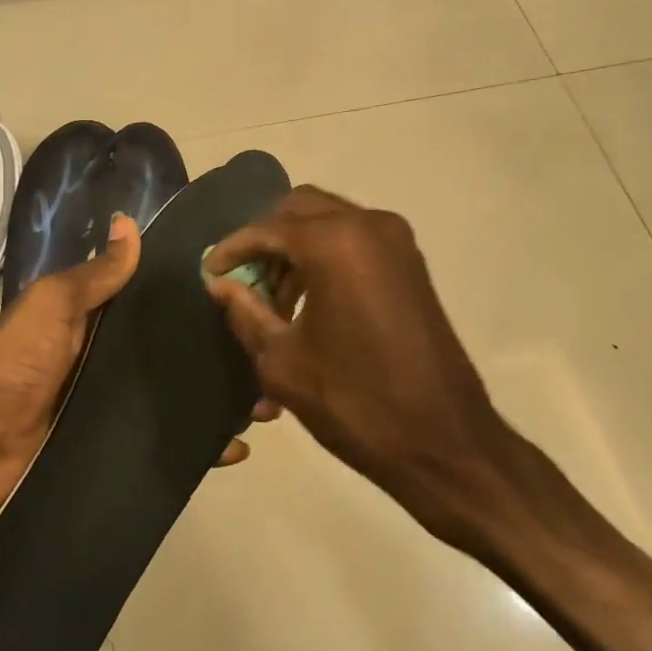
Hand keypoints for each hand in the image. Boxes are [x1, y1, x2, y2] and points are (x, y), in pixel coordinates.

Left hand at [0, 213, 261, 570]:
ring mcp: (117, 407)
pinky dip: (202, 447)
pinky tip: (239, 449)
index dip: (196, 296)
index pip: (155, 301)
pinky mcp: (119, 447)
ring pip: (180, 397)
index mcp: (96, 320)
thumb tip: (129, 223)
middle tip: (272, 352)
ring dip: (222, 400)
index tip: (249, 290)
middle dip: (221, 352)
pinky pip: (168, 443)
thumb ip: (95, 275)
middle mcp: (112, 360)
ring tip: (269, 403)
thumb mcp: (52, 306)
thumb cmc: (16, 365)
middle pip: (176, 351)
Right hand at [204, 187, 514, 543]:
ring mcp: (397, 242)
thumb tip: (220, 285)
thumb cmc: (354, 401)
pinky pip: (353, 242)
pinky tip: (306, 304)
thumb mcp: (281, 361)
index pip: (266, 228)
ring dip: (294, 251)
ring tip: (271, 302)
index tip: (207, 272)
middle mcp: (369, 226)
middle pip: (299, 210)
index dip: (231, 249)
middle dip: (264, 240)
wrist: (443, 440)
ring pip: (328, 223)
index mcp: (335, 243)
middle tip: (241, 281)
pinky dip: (323, 259)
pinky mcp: (410, 264)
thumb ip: (244, 312)